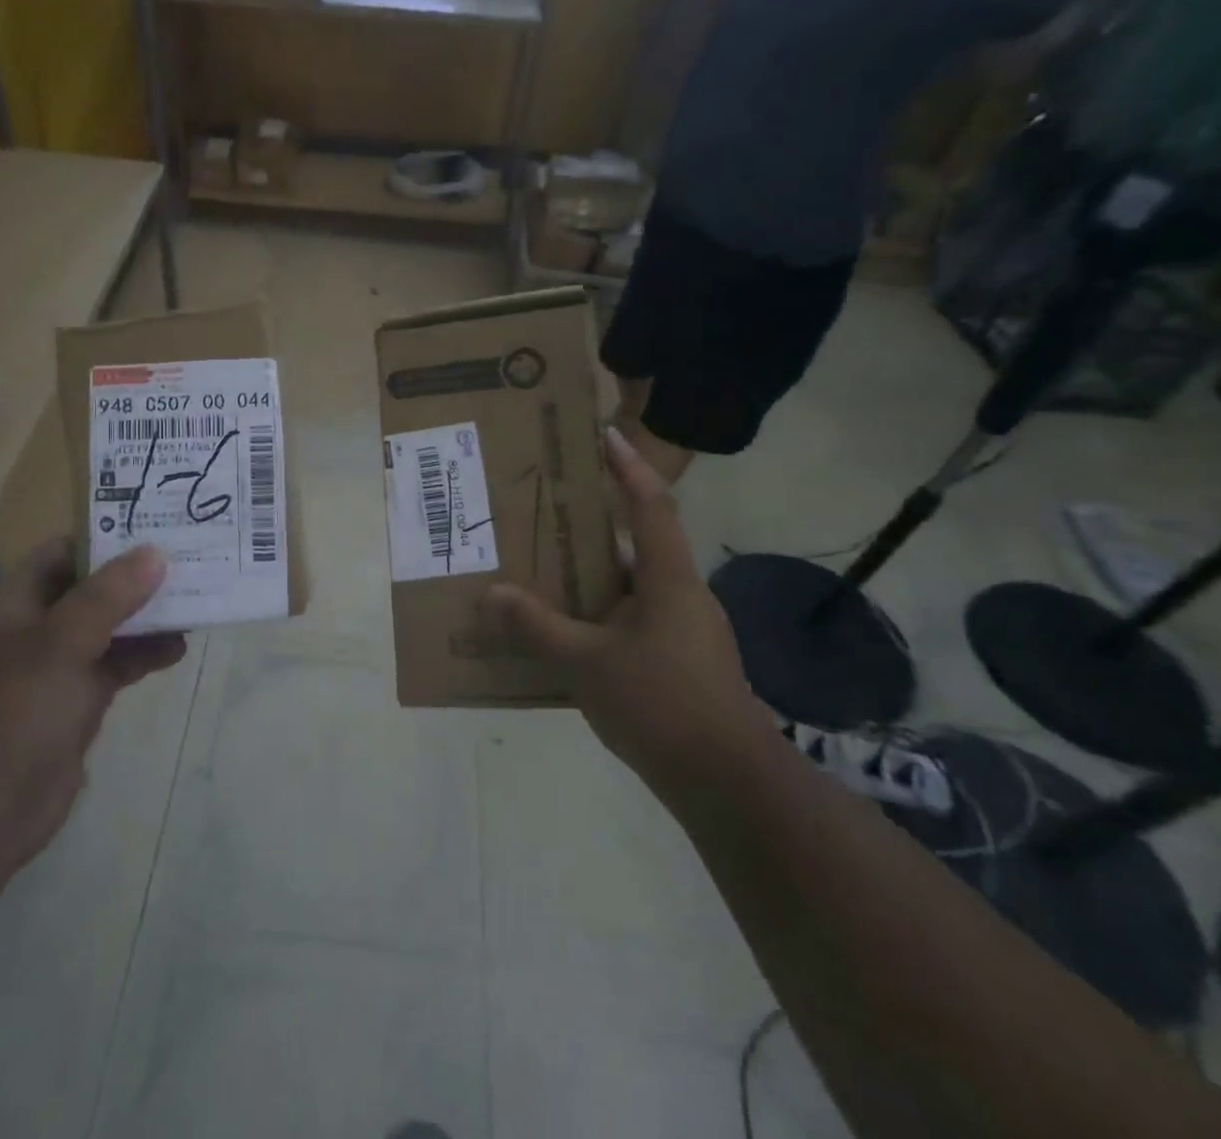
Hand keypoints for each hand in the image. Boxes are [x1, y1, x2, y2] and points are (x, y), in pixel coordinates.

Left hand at [0, 539, 185, 871]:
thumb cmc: (6, 716)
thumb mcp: (58, 645)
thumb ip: (107, 596)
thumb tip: (154, 552)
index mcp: (15, 605)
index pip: (63, 553)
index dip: (106, 536)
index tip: (158, 525)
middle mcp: (35, 631)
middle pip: (91, 590)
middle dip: (137, 577)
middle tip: (193, 560)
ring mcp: (54, 672)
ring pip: (108, 630)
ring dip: (147, 617)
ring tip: (197, 601)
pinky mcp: (73, 709)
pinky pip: (114, 669)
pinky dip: (144, 656)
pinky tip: (178, 649)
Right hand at [482, 428, 764, 805]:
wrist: (728, 784)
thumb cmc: (661, 704)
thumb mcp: (586, 663)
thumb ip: (537, 626)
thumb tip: (492, 593)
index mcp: (668, 580)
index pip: (652, 505)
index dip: (628, 466)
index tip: (603, 435)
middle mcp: (681, 596)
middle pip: (637, 544)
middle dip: (594, 525)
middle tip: (546, 511)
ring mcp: (685, 632)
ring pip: (631, 587)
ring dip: (592, 576)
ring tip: (543, 571)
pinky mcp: (681, 663)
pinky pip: (632, 621)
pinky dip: (600, 616)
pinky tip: (566, 634)